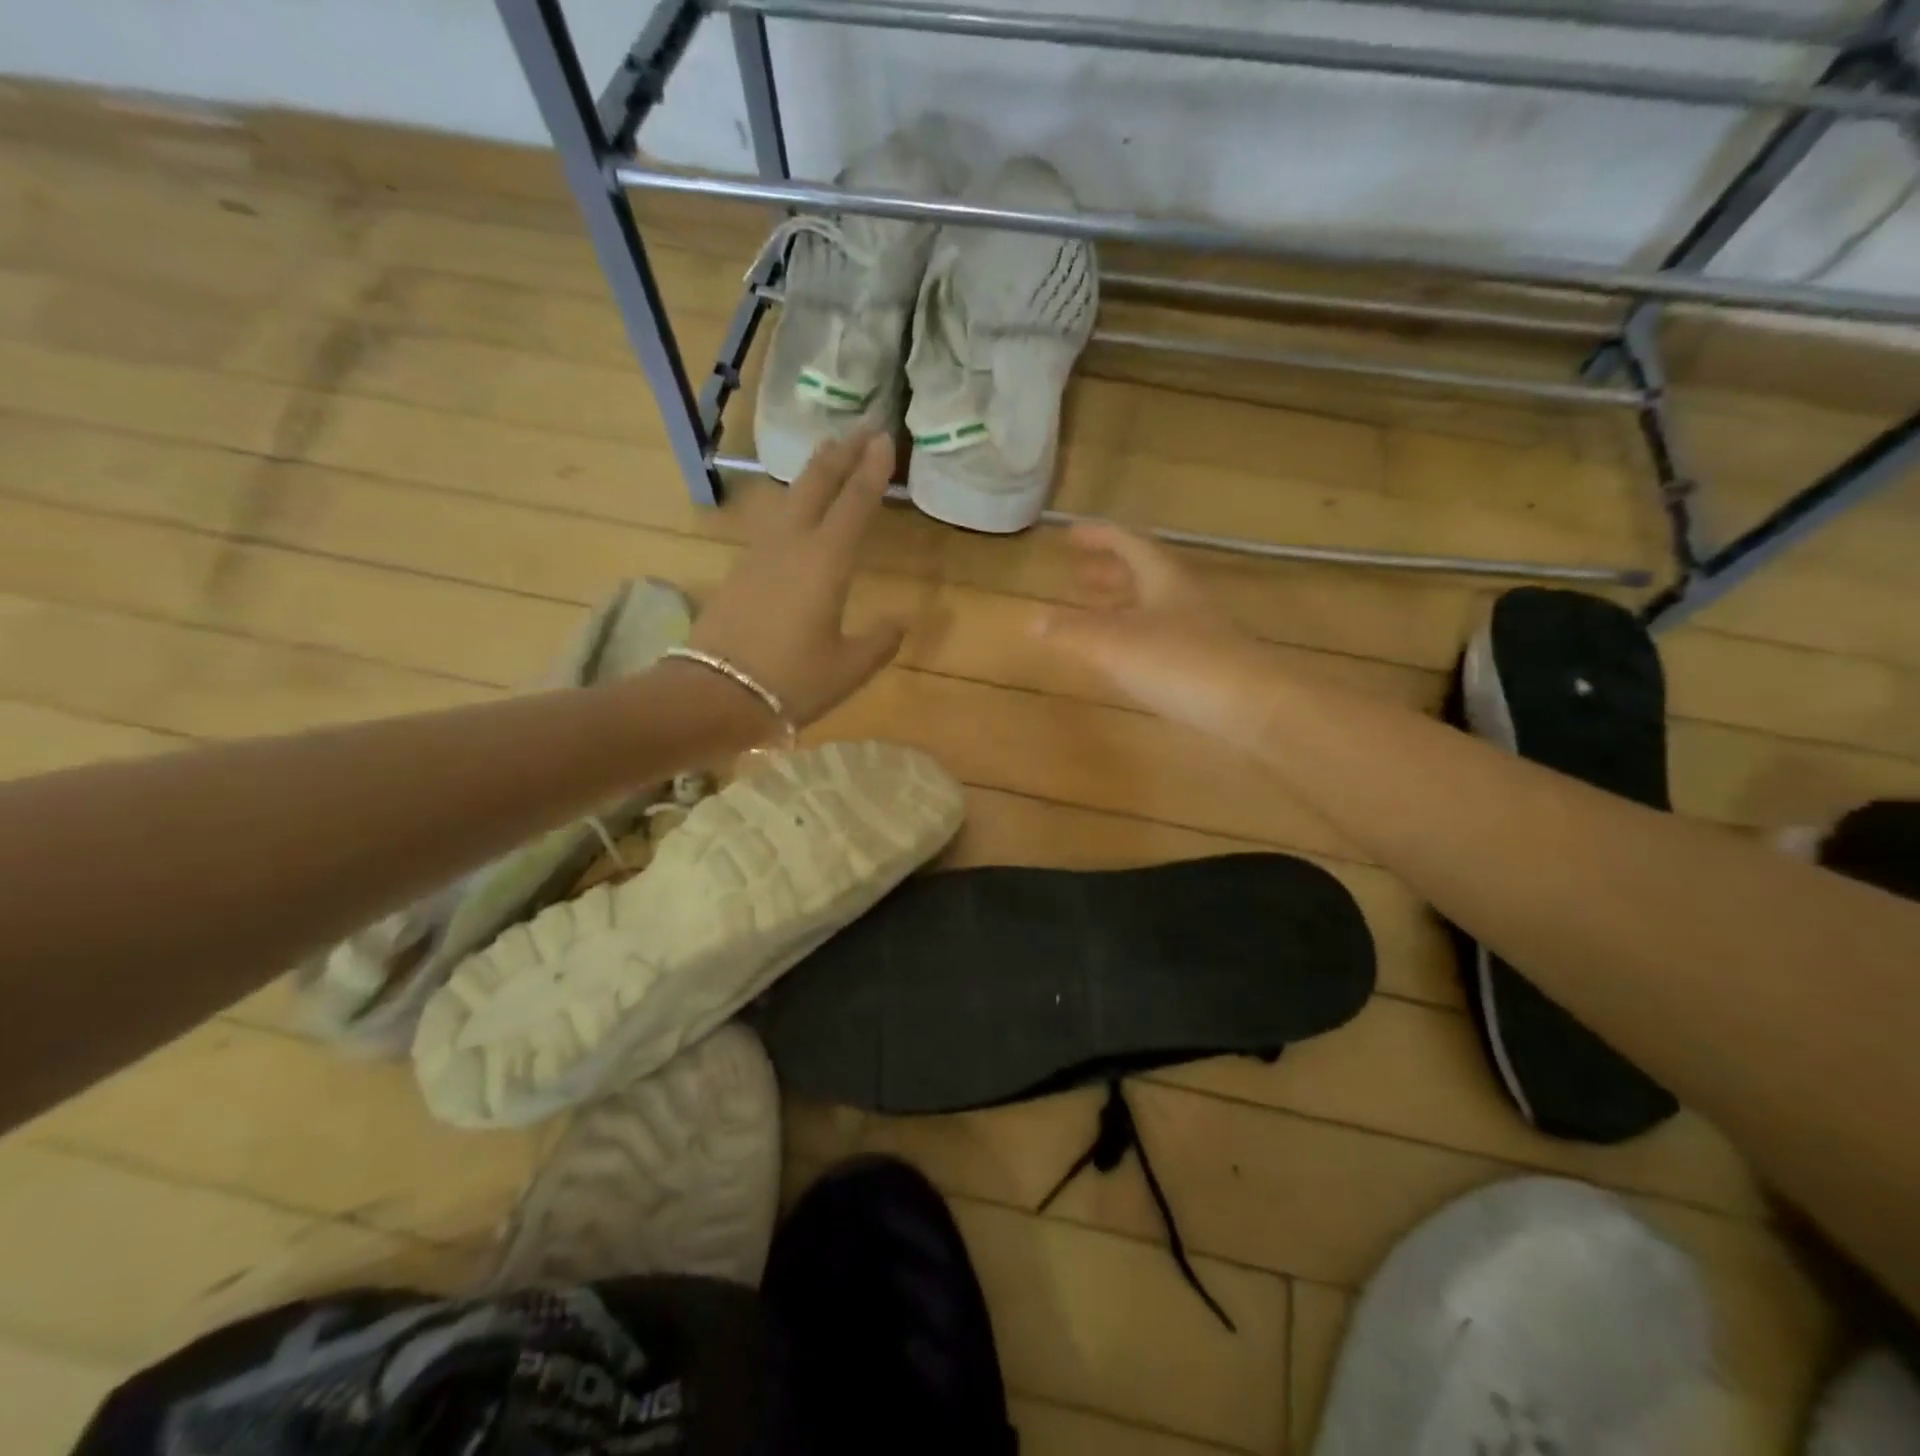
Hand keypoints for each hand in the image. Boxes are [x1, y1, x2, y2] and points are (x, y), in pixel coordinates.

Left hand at [687, 432, 904, 726]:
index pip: (854, 503)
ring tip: (829, 453)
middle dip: (841, 454)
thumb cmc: (790, 682)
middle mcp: (792, 545)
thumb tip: (901, 621)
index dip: (872, 470)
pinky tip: (795, 510)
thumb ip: (880, 640)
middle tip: (860, 429)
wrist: (712, 695)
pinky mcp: (740, 570)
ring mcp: (760, 555)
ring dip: (813, 472)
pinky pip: (774, 522)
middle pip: (816, 484)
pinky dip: (793, 502)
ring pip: (790, 498)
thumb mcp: (849, 668)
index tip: (884, 438)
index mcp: (826, 562)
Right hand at [1033, 522, 1274, 744]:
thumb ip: (1071, 632)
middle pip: (1141, 573)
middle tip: (1076, 578)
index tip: (1070, 537)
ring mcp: (1196, 630)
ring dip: (1119, 605)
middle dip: (1106, 572)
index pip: (1128, 543)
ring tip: (1090, 614)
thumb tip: (1032, 620)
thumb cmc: (1178, 662)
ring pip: (1150, 606)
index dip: (1098, 536)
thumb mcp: (1113, 644)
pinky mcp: (1203, 662)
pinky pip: (1158, 635)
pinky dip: (1132, 635)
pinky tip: (1121, 656)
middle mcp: (1181, 597)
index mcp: (1162, 579)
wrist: (1250, 705)